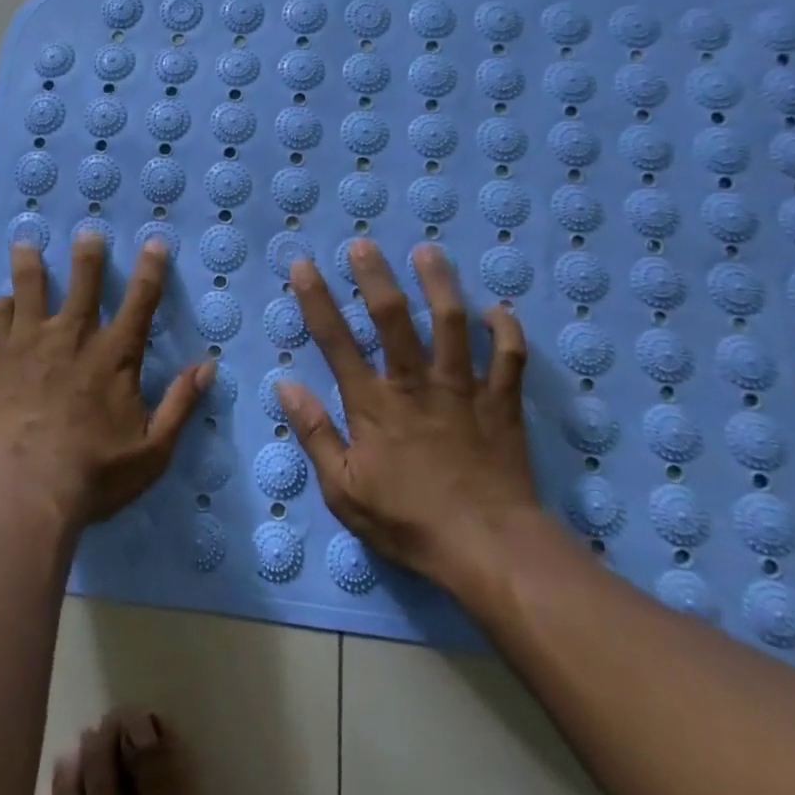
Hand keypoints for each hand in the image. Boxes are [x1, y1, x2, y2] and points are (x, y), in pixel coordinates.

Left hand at [0, 235, 208, 526]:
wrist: (23, 489)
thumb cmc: (93, 473)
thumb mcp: (152, 450)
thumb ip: (180, 404)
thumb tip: (207, 366)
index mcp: (114, 355)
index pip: (141, 301)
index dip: (151, 269)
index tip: (154, 241)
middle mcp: (73, 336)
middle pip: (83, 282)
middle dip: (88, 254)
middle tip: (87, 231)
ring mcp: (28, 342)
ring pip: (30, 288)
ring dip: (31, 263)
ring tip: (25, 242)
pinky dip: (1, 305)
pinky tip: (1, 301)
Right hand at [275, 239, 539, 583]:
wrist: (490, 550)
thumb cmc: (409, 521)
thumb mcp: (344, 491)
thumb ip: (315, 435)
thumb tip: (286, 386)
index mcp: (374, 404)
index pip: (335, 341)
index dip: (316, 299)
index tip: (305, 265)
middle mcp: (415, 383)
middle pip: (392, 318)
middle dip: (375, 277)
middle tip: (364, 244)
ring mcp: (462, 388)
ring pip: (452, 322)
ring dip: (439, 284)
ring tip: (428, 252)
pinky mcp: (501, 401)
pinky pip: (509, 356)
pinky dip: (506, 329)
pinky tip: (497, 310)